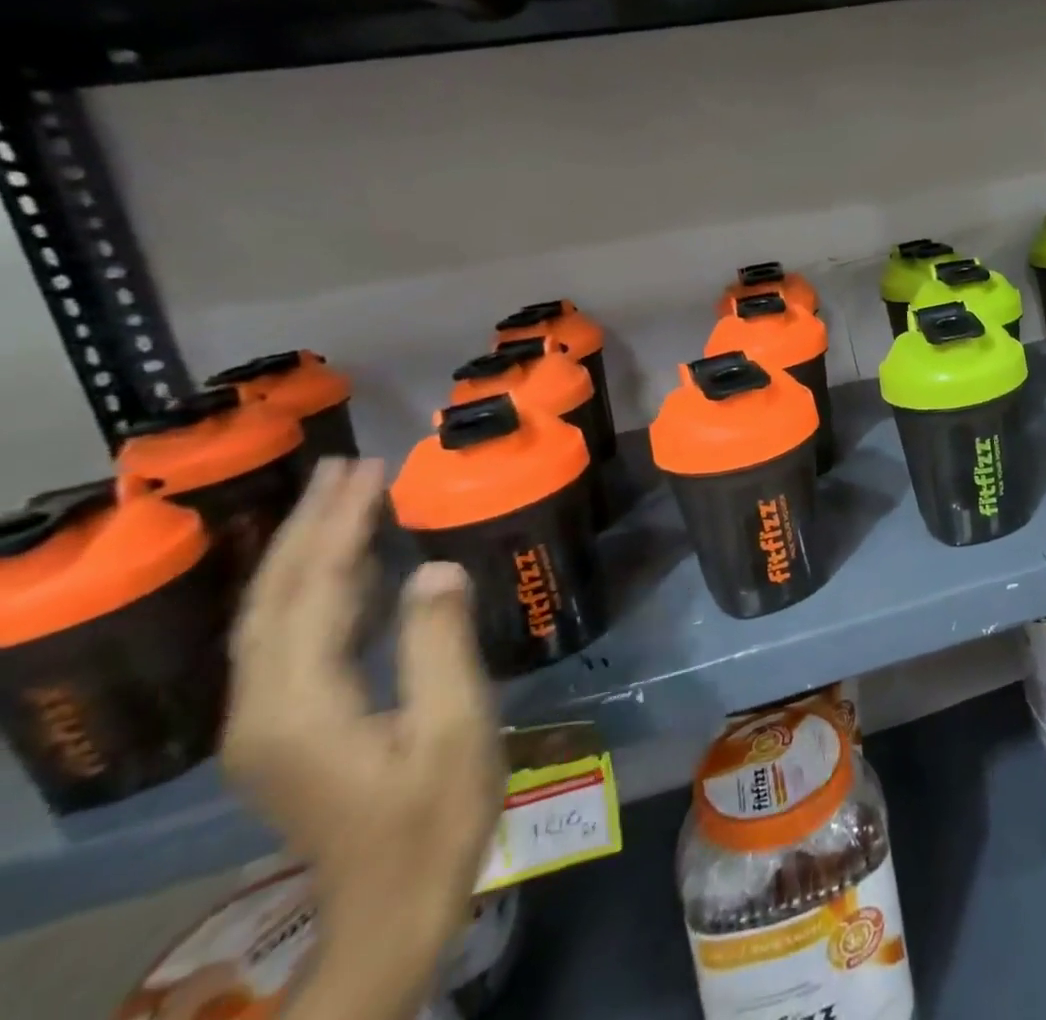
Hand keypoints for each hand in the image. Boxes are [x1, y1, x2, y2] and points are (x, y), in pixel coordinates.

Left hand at [223, 460, 504, 1015]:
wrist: (390, 910)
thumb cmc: (434, 817)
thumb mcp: (454, 728)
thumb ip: (438, 643)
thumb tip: (433, 566)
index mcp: (299, 706)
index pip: (314, 592)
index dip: (341, 525)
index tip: (371, 470)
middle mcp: (261, 709)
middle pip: (274, 598)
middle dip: (309, 526)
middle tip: (347, 465)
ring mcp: (264, 724)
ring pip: (272, 617)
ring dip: (305, 552)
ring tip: (343, 499)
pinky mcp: (282, 732)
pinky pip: (287, 640)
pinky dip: (313, 590)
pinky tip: (349, 572)